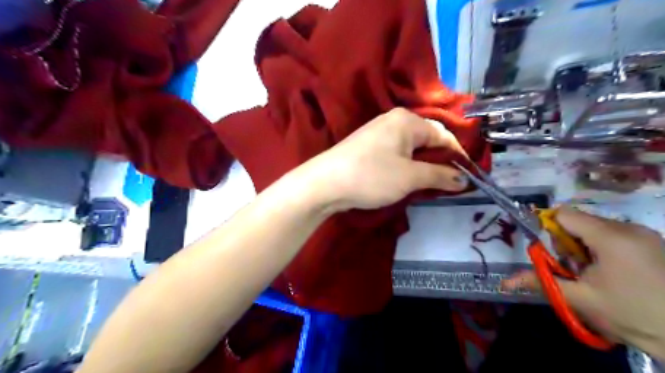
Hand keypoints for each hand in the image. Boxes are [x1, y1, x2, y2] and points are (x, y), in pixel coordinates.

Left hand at [302, 108, 465, 212]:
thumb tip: (463, 179)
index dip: (458, 156)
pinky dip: (407, 166)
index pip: (443, 134)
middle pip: (427, 139)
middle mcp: (393, 120)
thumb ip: (440, 175)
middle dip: (440, 161)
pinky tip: (408, 179)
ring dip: (423, 165)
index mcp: (407, 120)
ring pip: (412, 148)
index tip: (468, 177)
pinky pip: (397, 153)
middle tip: (449, 183)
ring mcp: (378, 132)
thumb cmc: (371, 176)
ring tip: (430, 185)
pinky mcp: (369, 146)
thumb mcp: (410, 177)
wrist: (325, 183)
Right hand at [504, 207, 664, 357]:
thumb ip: (540, 282)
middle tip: (575, 271)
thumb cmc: (630, 315)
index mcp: (611, 237)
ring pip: (595, 229)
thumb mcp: (579, 299)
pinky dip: (602, 250)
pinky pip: (614, 236)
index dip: (549, 229)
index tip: (551, 252)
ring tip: (594, 275)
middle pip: (579, 222)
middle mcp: (629, 228)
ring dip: (584, 248)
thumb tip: (505, 281)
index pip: (564, 215)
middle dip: (567, 243)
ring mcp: (645, 235)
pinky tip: (612, 274)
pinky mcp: (653, 243)